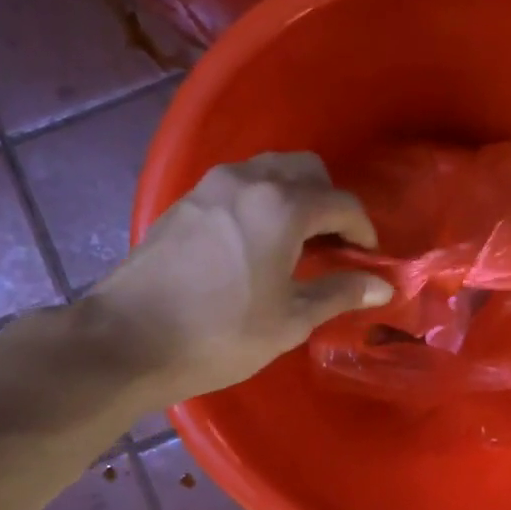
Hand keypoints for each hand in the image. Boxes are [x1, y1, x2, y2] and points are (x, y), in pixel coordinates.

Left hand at [90, 153, 392, 408]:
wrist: (127, 339)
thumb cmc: (220, 334)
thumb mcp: (290, 320)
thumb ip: (340, 293)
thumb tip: (383, 284)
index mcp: (282, 207)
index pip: (342, 203)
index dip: (364, 229)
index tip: (369, 258)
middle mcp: (248, 181)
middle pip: (306, 170)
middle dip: (329, 201)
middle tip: (333, 244)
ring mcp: (211, 186)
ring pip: (269, 170)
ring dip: (294, 196)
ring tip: (296, 243)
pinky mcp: (186, 201)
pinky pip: (239, 185)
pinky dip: (262, 201)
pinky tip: (256, 243)